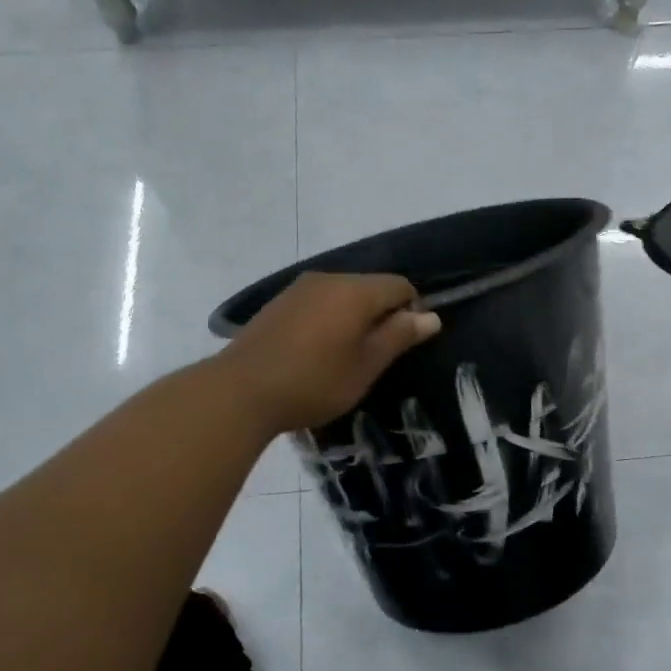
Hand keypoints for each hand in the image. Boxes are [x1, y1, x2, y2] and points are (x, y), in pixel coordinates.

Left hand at [217, 272, 442, 433]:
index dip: (411, 312)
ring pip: (342, 295)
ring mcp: (299, 288)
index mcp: (355, 290)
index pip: (400, 286)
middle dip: (381, 314)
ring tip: (344, 356)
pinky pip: (317, 303)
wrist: (239, 391)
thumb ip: (399, 336)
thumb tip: (431, 315)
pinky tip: (315, 351)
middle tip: (375, 356)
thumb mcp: (365, 365)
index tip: (401, 346)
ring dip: (352, 318)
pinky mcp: (278, 303)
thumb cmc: (314, 382)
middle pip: (370, 287)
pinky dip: (327, 320)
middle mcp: (328, 278)